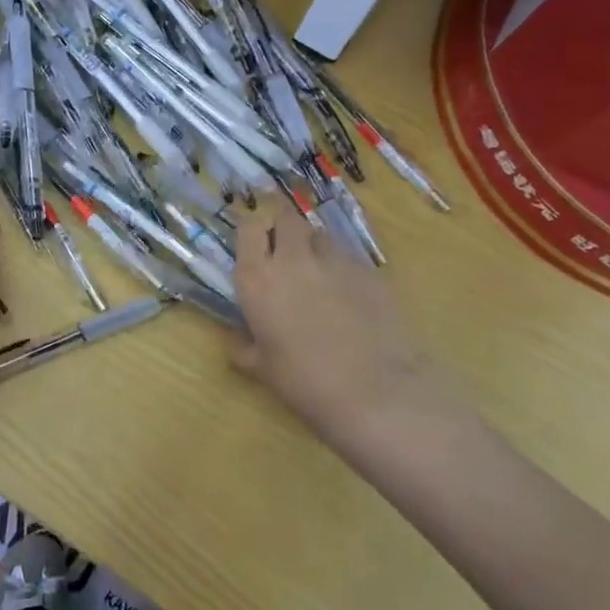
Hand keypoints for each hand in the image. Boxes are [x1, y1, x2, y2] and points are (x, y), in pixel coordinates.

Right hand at [230, 194, 461, 450]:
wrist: (374, 392)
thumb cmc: (303, 382)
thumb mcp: (260, 369)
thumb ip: (242, 345)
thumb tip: (235, 336)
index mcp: (257, 278)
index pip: (249, 227)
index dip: (252, 230)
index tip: (254, 243)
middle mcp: (293, 259)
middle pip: (286, 218)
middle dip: (283, 227)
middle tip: (284, 251)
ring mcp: (335, 261)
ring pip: (320, 235)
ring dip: (314, 247)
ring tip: (318, 273)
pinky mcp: (370, 271)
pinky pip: (349, 259)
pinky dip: (343, 269)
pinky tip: (350, 297)